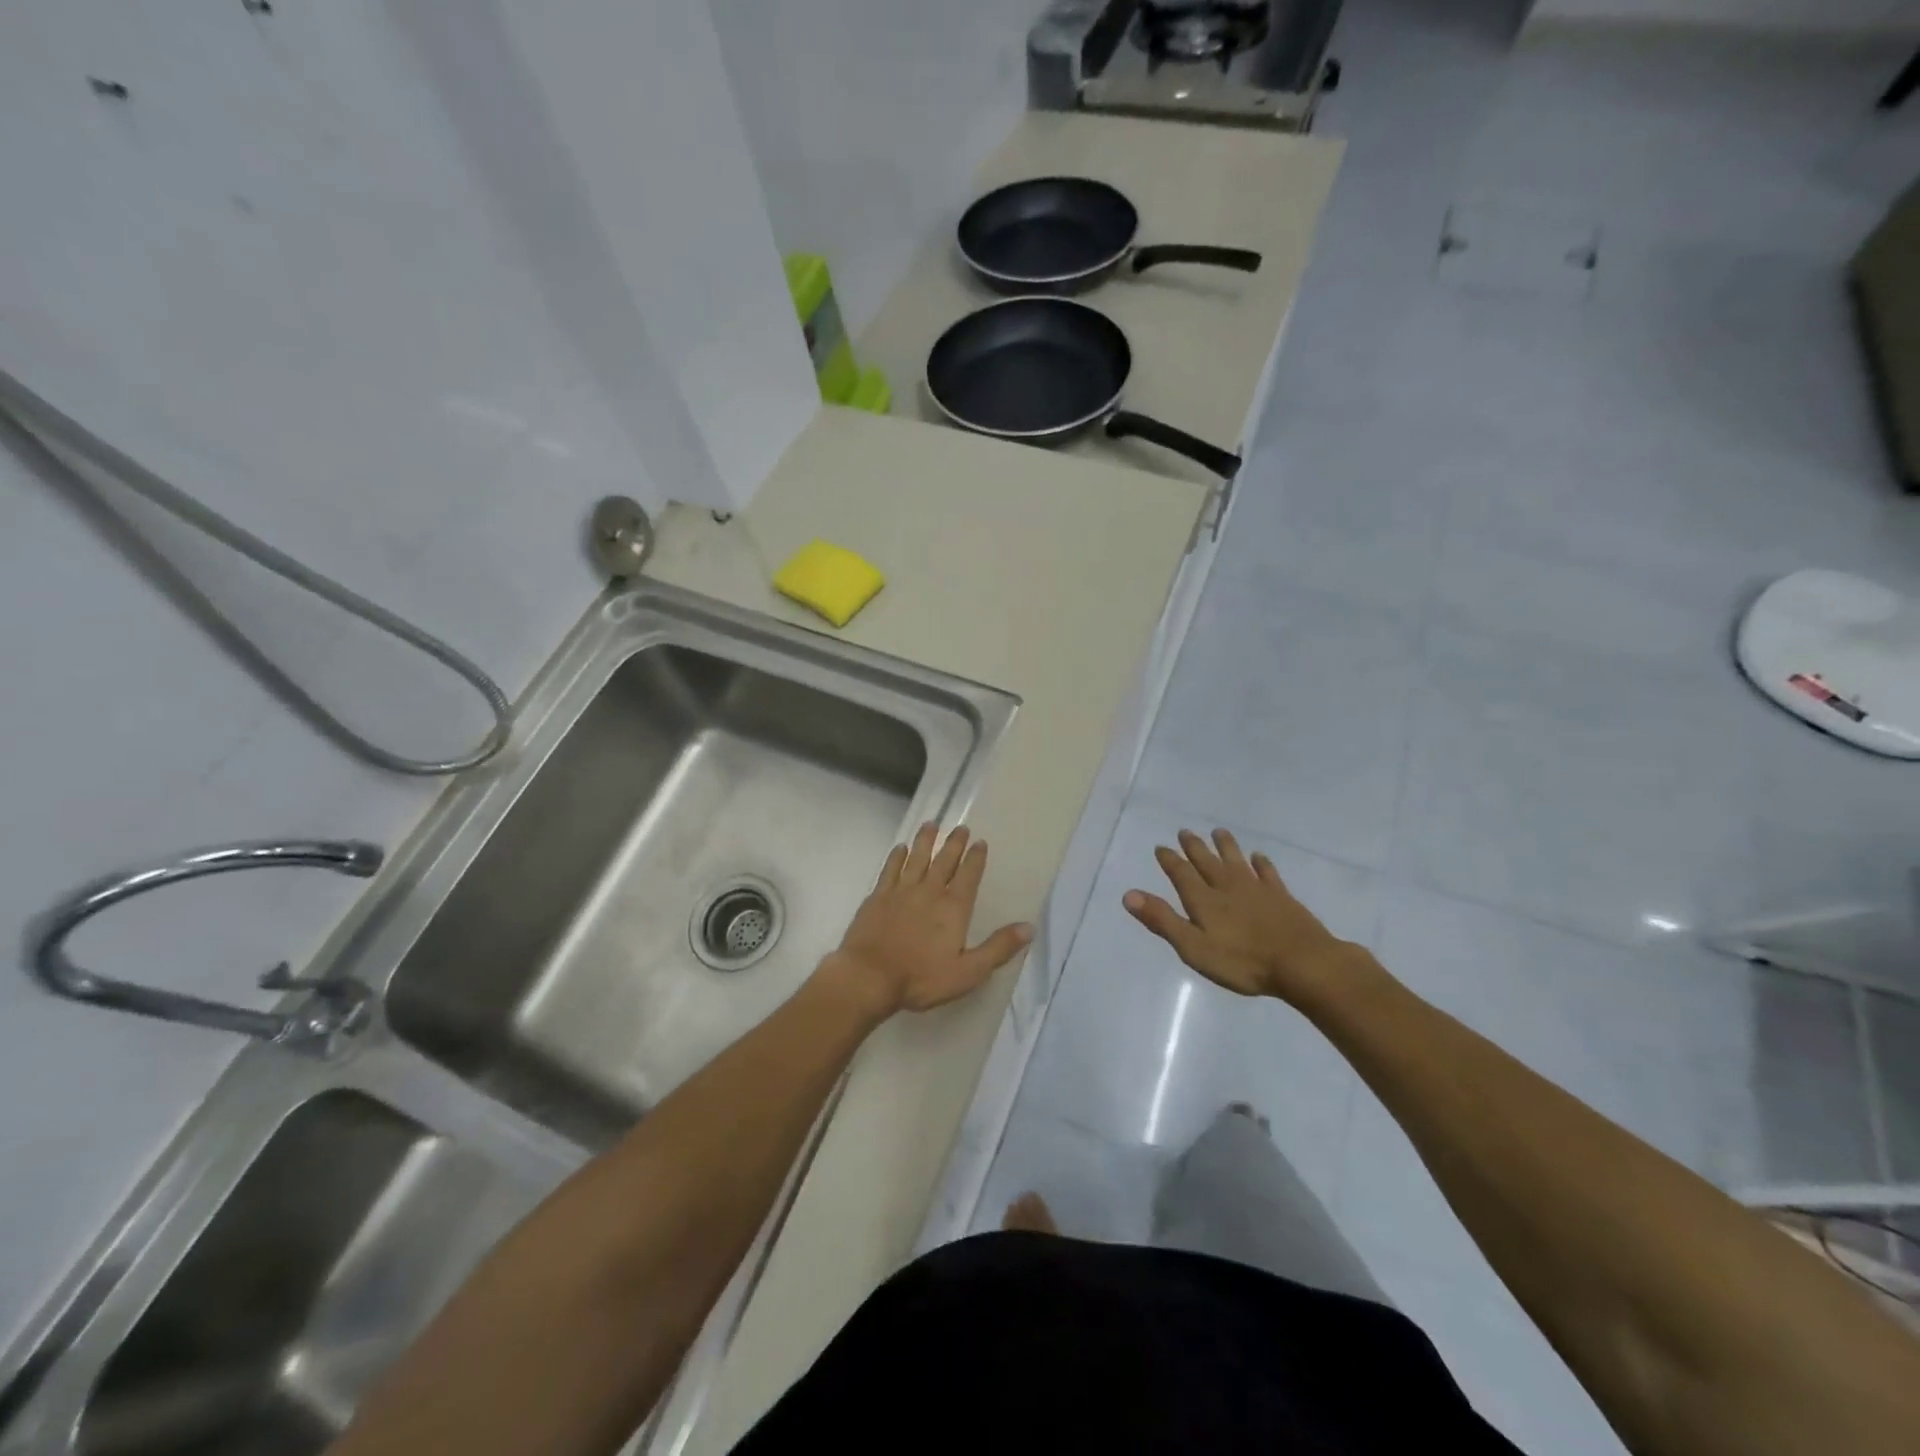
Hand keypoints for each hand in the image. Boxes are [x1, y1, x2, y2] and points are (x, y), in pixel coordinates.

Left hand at [820, 823, 1033, 1020]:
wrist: (868, 977)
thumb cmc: (920, 978)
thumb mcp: (968, 971)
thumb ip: (998, 948)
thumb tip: (1029, 928)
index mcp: (953, 908)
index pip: (968, 876)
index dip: (975, 858)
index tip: (980, 841)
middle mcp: (929, 892)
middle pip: (944, 861)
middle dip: (954, 844)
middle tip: (960, 827)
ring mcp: (900, 891)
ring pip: (916, 858)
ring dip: (925, 841)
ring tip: (931, 824)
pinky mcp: (877, 897)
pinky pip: (889, 869)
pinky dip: (897, 857)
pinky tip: (900, 848)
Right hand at [1123, 829, 1370, 1008]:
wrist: (1302, 963)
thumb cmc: (1242, 962)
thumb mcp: (1194, 947)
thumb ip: (1162, 920)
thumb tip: (1129, 894)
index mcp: (1203, 900)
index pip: (1181, 873)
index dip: (1170, 860)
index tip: (1161, 847)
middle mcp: (1227, 886)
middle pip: (1207, 861)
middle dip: (1194, 847)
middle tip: (1185, 831)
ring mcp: (1257, 889)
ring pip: (1236, 860)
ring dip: (1225, 846)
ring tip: (1219, 832)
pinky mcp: (1281, 897)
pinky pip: (1267, 873)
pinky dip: (1261, 863)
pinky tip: (1259, 857)